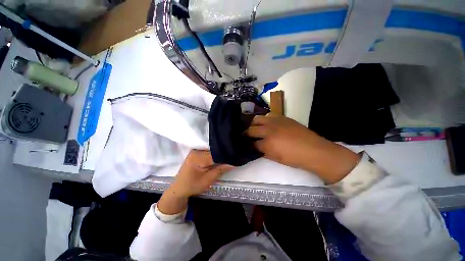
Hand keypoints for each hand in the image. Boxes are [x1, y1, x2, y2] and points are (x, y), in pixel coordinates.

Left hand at [158, 150, 232, 214]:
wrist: (179, 188)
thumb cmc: (192, 186)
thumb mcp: (208, 180)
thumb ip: (221, 169)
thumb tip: (234, 163)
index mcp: (198, 157)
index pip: (216, 153)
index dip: (226, 155)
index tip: (235, 156)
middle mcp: (196, 150)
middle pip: (214, 149)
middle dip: (223, 153)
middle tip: (233, 155)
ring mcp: (196, 150)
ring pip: (212, 149)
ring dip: (219, 153)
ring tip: (229, 155)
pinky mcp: (196, 152)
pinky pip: (208, 151)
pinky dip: (214, 153)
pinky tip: (220, 155)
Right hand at [246, 115, 359, 183]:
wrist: (313, 150)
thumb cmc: (294, 158)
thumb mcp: (275, 158)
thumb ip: (263, 151)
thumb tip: (256, 147)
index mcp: (267, 143)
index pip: (252, 143)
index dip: (248, 145)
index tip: (245, 145)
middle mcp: (268, 130)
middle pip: (251, 129)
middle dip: (246, 133)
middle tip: (244, 136)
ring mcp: (275, 121)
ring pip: (257, 119)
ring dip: (253, 124)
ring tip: (253, 127)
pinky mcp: (282, 117)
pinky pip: (268, 116)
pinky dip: (263, 120)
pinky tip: (265, 124)